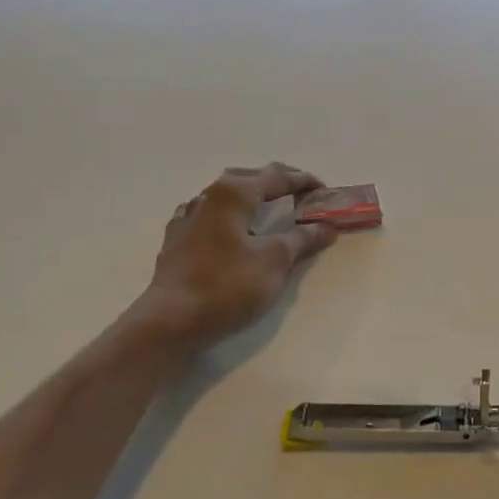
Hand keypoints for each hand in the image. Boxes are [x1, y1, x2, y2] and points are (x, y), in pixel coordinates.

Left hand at [131, 163, 337, 350]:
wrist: (171, 321)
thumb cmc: (228, 285)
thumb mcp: (275, 261)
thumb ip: (302, 239)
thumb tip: (326, 227)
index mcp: (234, 193)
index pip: (277, 177)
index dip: (304, 181)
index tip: (326, 192)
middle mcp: (208, 196)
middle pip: (249, 178)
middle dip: (277, 183)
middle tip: (301, 196)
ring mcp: (187, 217)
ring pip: (226, 194)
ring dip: (251, 196)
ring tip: (270, 209)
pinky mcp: (177, 240)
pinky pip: (209, 215)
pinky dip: (230, 216)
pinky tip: (231, 229)